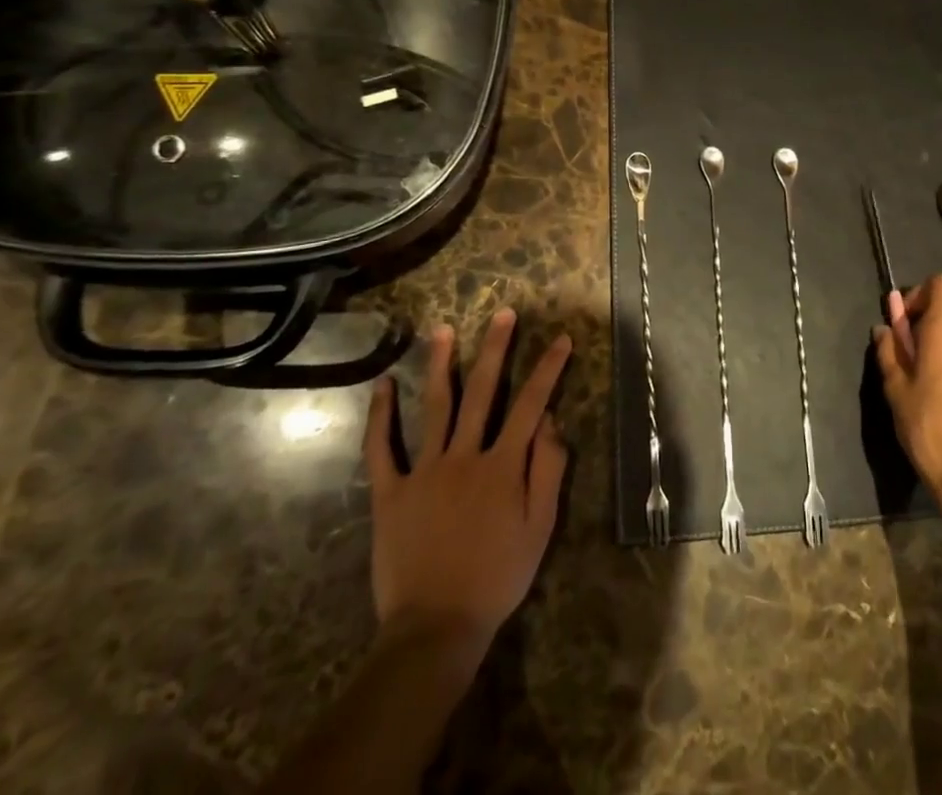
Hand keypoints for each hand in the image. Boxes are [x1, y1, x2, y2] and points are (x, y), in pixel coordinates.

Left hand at [362, 309, 571, 648]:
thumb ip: (548, 471)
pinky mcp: (390, 492)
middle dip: (496, 348)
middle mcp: (464, 456)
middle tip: (503, 313)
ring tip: (442, 330)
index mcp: (503, 465)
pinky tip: (383, 385)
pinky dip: (380, 416)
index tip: (561, 338)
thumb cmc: (497, 579)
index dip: (548, 369)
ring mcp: (423, 471)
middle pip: (483, 391)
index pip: (531, 404)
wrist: (435, 628)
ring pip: (434, 407)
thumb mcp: (540, 529)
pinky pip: (381, 449)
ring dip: (440, 365)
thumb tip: (550, 422)